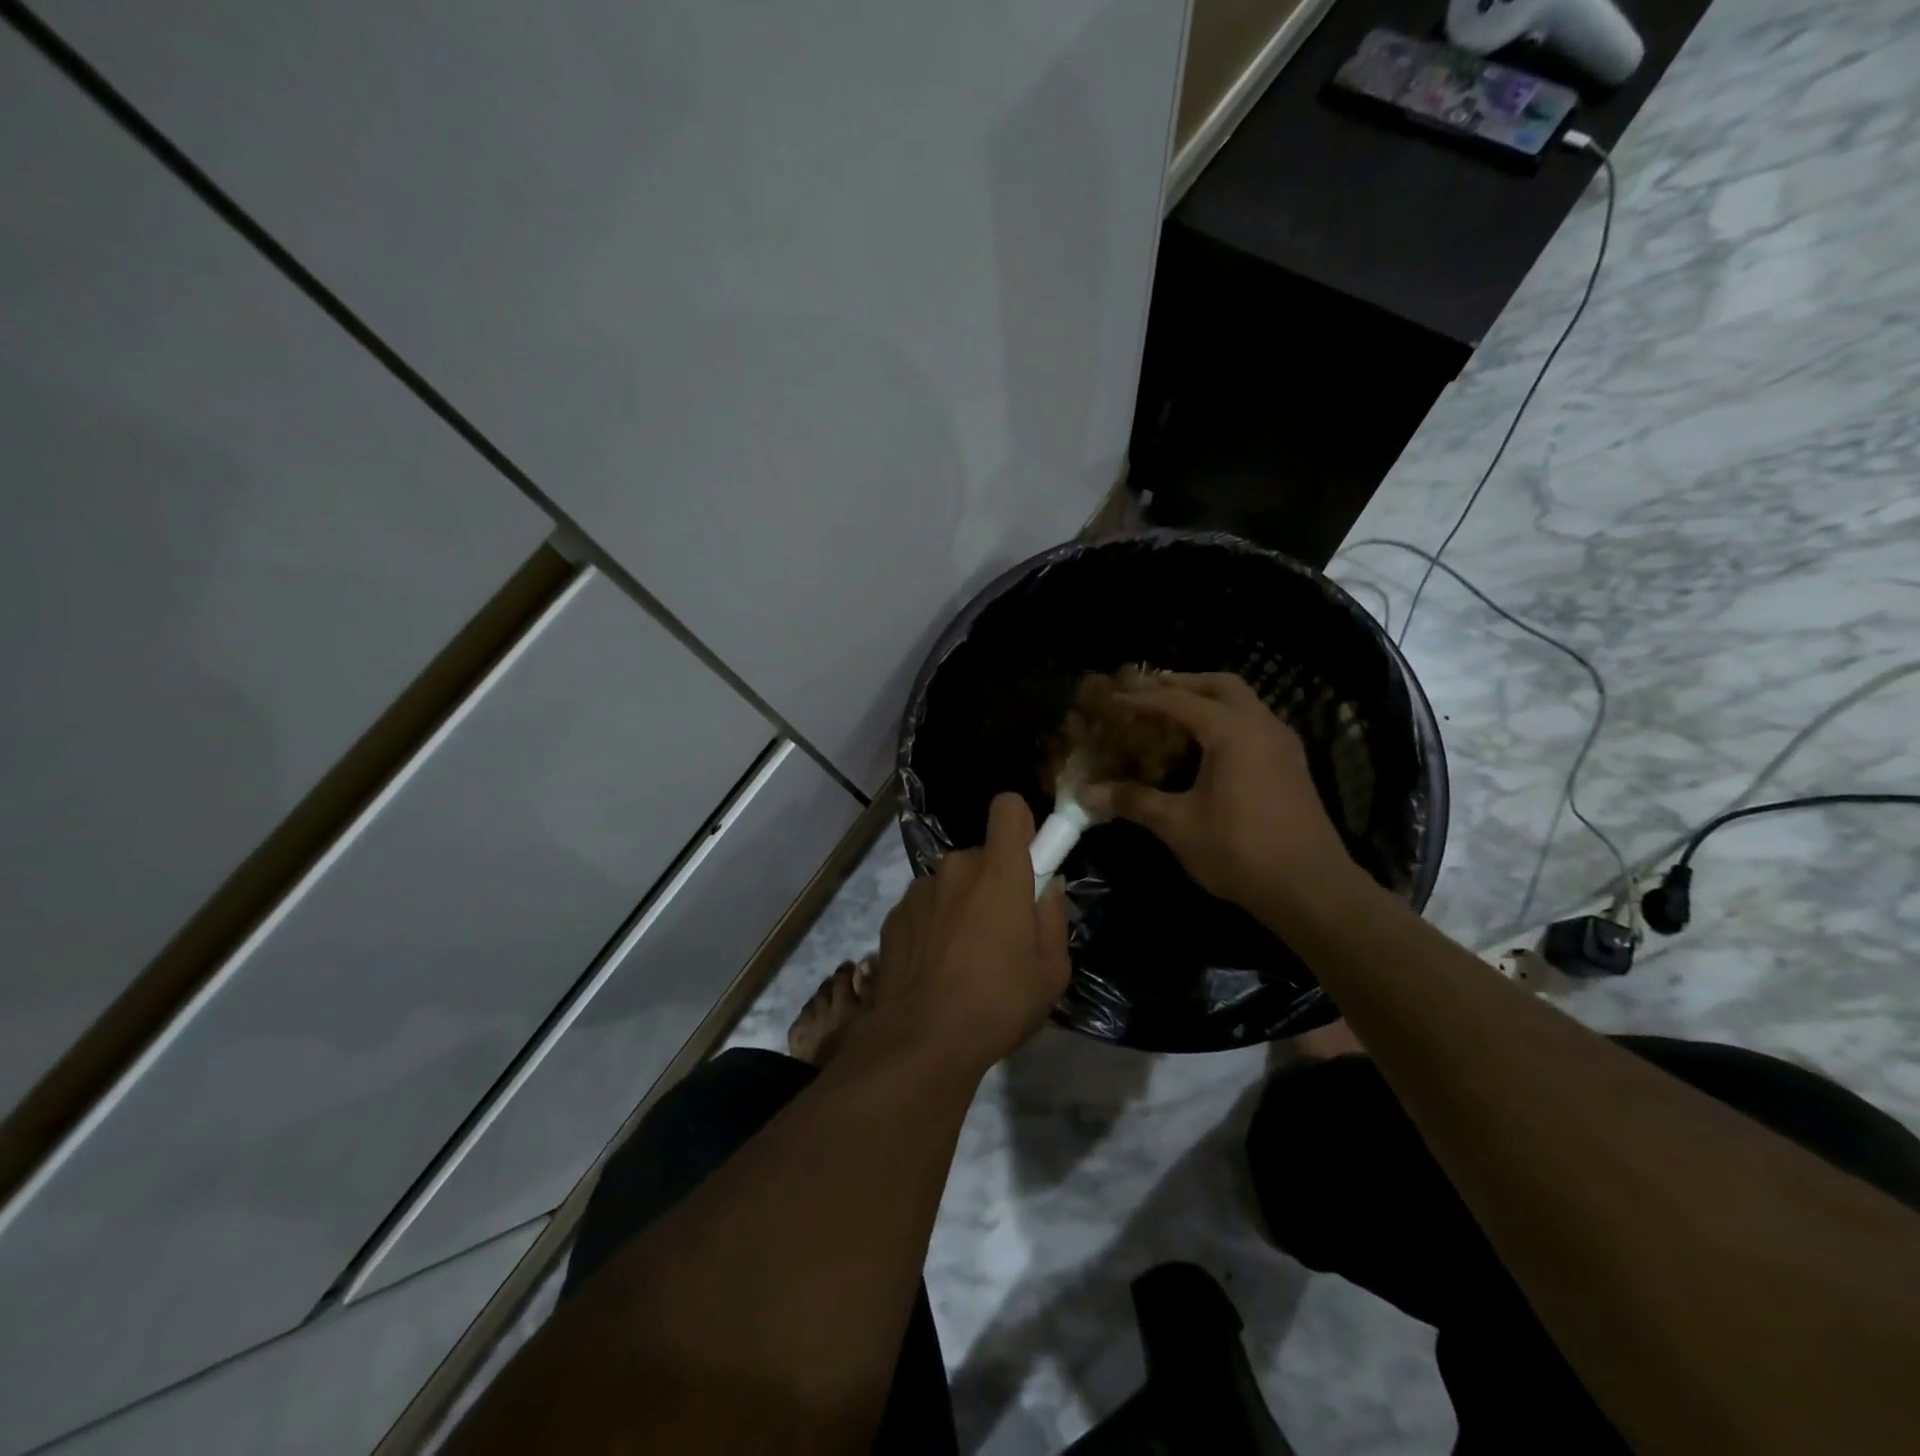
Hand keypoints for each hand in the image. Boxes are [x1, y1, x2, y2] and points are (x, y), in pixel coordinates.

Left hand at [866, 793, 1071, 1073]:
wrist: (919, 1041)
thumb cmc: (998, 1003)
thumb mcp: (1051, 970)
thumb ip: (1053, 916)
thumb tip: (1047, 886)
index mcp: (999, 871)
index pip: (1008, 807)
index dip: (1021, 824)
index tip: (1028, 857)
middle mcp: (955, 867)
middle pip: (982, 855)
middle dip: (995, 881)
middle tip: (1003, 931)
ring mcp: (919, 890)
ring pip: (952, 883)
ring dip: (962, 904)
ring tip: (965, 958)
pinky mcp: (894, 915)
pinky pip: (926, 906)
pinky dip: (934, 924)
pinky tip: (936, 968)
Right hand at [1079, 671, 1361, 921]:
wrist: (1312, 889)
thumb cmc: (1240, 850)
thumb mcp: (1178, 826)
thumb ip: (1133, 801)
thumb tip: (1086, 793)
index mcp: (1232, 731)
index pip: (1178, 701)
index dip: (1142, 698)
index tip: (1112, 698)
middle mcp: (1261, 725)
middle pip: (1220, 685)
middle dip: (1182, 683)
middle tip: (1148, 691)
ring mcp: (1282, 743)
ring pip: (1243, 702)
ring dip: (1208, 699)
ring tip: (1174, 714)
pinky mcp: (1292, 764)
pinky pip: (1255, 723)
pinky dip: (1226, 719)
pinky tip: (1208, 746)